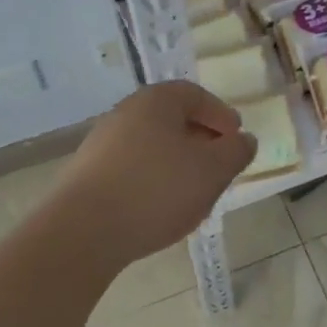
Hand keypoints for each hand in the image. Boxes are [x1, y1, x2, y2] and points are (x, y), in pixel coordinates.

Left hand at [48, 81, 256, 263]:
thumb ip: (235, 151)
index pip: (195, 95)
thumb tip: (243, 140)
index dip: (220, 115)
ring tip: (193, 194)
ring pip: (152, 146)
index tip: (236, 140)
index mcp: (156, 100)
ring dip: (177, 165)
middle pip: (172, 119)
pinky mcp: (88, 174)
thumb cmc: (156, 189)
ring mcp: (102, 143)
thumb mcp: (212, 170)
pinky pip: (132, 169)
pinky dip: (153, 181)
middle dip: (200, 142)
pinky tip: (160, 209)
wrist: (82, 231)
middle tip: (219, 168)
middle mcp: (125, 112)